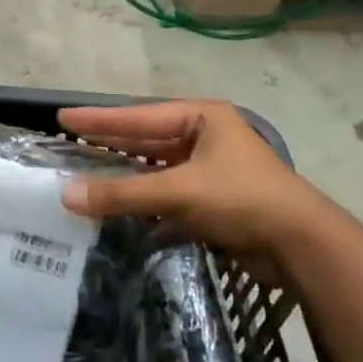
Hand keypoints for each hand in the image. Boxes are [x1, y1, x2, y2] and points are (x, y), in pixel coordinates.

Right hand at [58, 100, 331, 261]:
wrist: (299, 244)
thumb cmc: (241, 199)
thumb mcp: (178, 191)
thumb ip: (122, 193)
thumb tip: (66, 196)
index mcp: (202, 118)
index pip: (139, 117)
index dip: (99, 120)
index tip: (63, 118)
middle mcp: (205, 138)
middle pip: (147, 141)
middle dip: (110, 147)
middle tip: (70, 146)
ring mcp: (211, 171)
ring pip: (156, 172)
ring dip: (125, 180)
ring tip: (86, 180)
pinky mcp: (213, 202)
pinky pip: (168, 197)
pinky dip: (145, 204)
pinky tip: (118, 212)